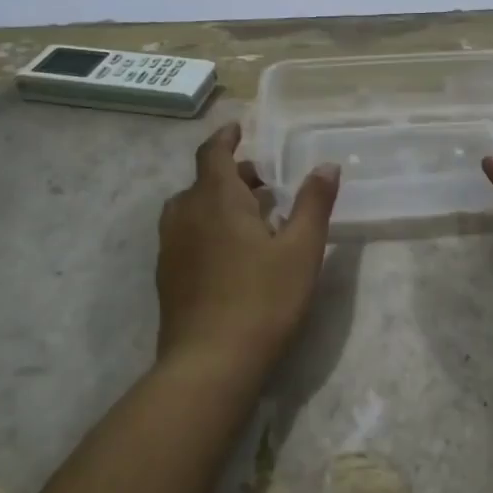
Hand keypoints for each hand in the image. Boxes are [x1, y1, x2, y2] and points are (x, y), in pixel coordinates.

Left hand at [156, 125, 339, 372]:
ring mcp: (170, 246)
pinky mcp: (167, 276)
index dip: (226, 137)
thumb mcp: (301, 249)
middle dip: (233, 174)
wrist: (210, 363)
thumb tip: (326, 165)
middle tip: (264, 183)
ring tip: (250, 217)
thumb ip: (314, 203)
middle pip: (204, 180)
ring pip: (192, 208)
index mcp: (216, 199)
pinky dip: (206, 227)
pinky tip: (230, 253)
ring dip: (217, 201)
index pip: (213, 153)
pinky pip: (185, 234)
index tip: (238, 129)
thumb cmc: (262, 299)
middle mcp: (185, 214)